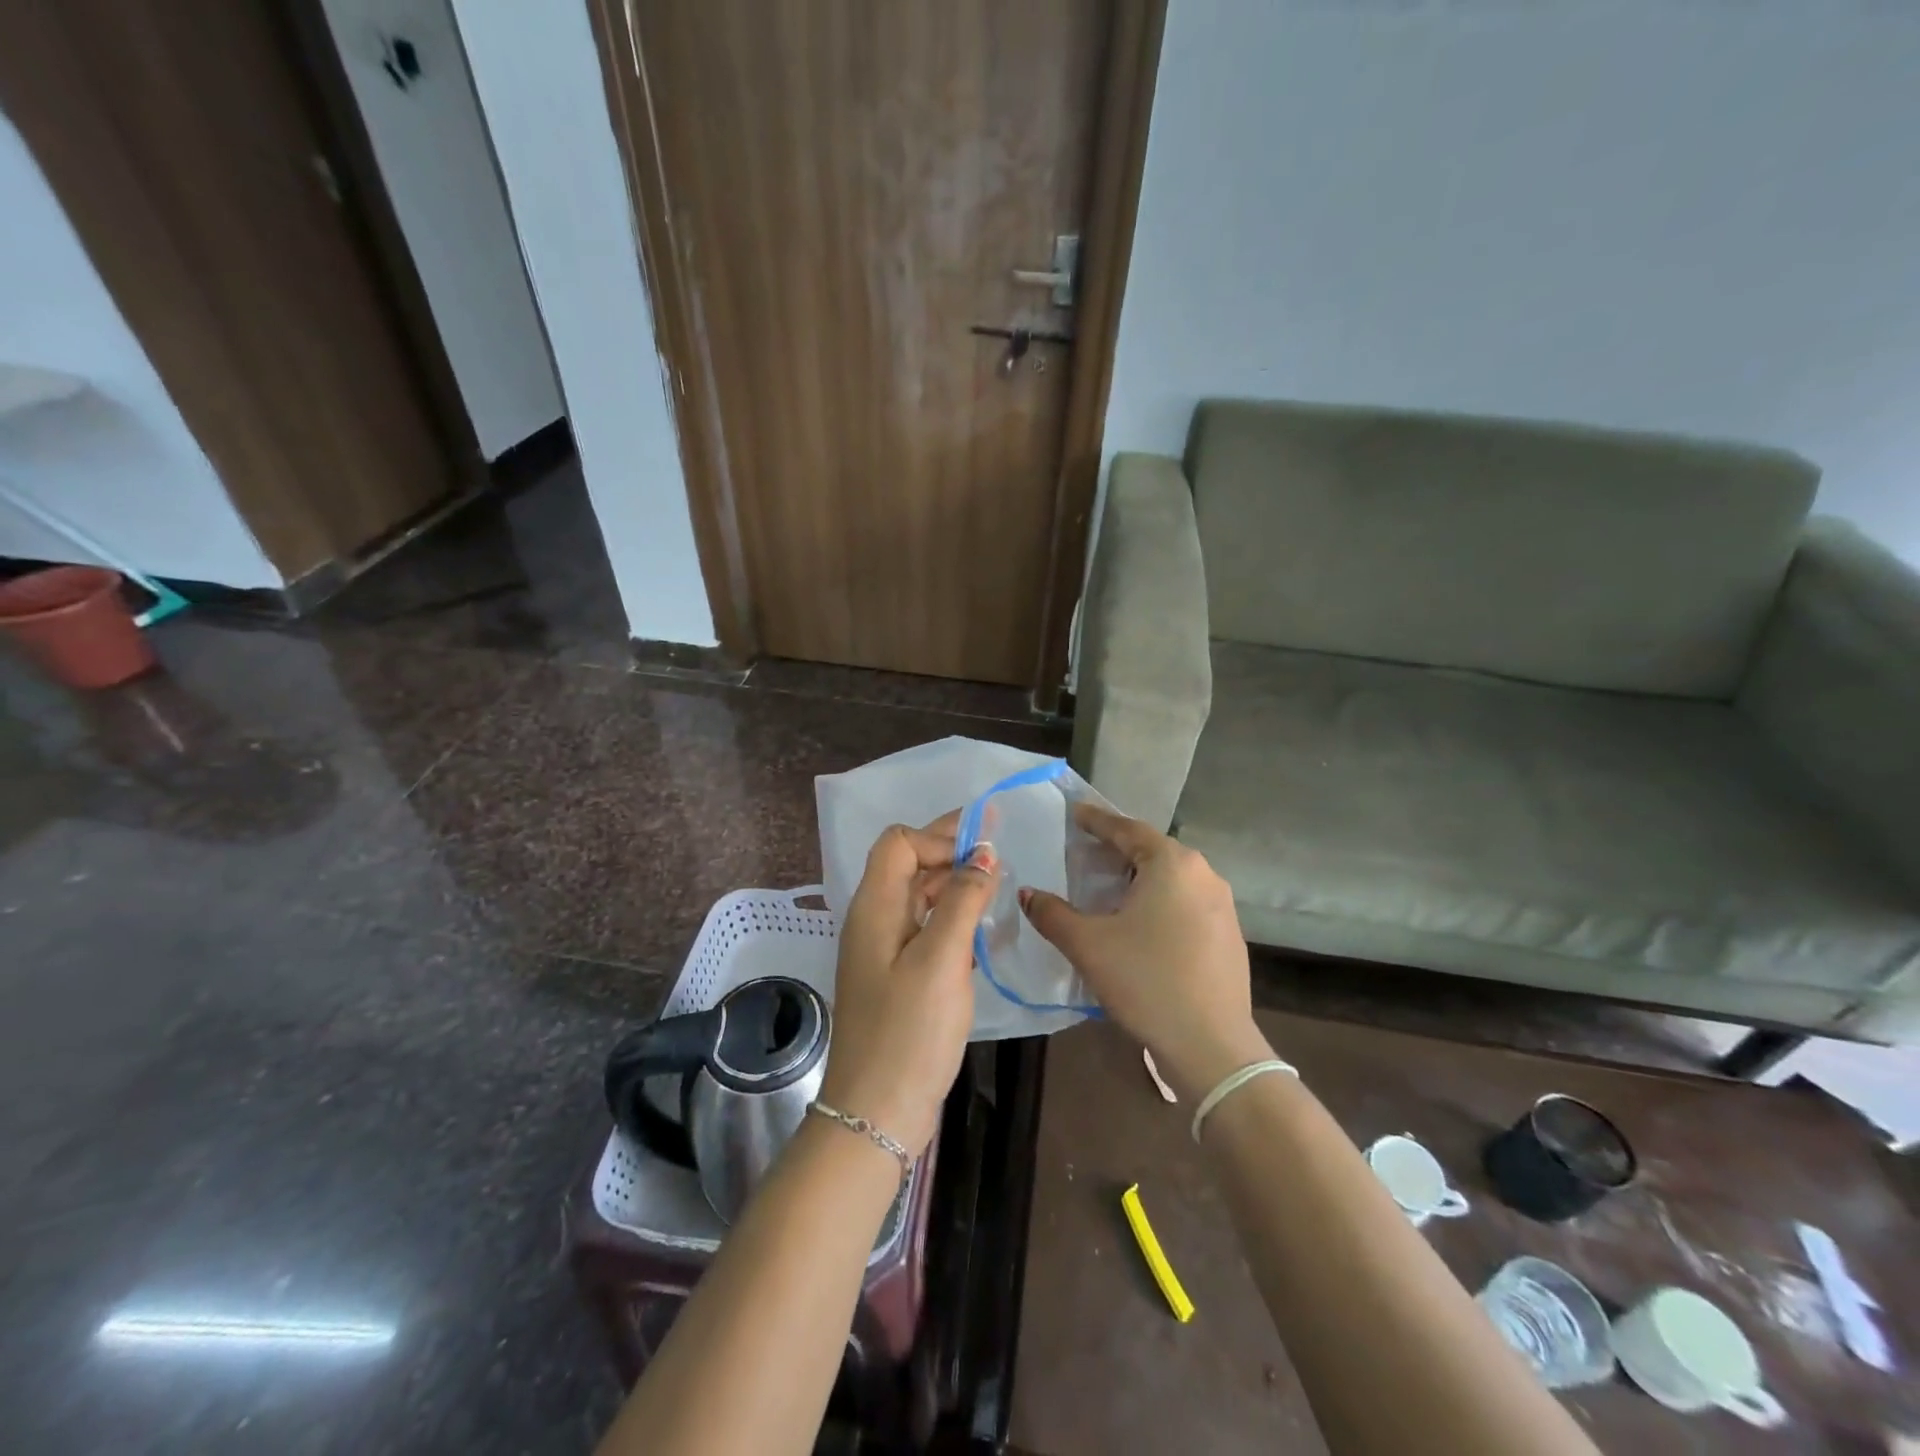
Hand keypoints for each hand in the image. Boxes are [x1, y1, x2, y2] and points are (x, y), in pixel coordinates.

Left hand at [819, 813, 998, 1154]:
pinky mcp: (896, 976)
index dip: (938, 838)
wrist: (877, 1113)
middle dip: (950, 853)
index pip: (899, 843)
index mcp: (875, 908)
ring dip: (953, 885)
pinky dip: (950, 917)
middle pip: (907, 865)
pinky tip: (979, 930)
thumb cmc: (909, 1033)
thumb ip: (963, 901)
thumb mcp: (942, 960)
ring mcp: (882, 950)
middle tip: (999, 857)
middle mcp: (873, 920)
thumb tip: (984, 854)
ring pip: (918, 897)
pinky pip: (923, 927)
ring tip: (996, 889)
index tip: (983, 851)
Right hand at [1019, 804, 1267, 1101]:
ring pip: (1172, 879)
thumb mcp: (1088, 945)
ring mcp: (1223, 906)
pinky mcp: (1230, 935)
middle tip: (1085, 853)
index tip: (1075, 813)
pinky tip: (1142, 925)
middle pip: (1152, 851)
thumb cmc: (1146, 981)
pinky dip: (1160, 902)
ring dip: (1140, 878)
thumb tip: (1028, 894)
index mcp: (1172, 864)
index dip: (1097, 821)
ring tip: (1110, 889)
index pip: (1127, 830)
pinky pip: (1187, 903)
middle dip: (1118, 850)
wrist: (1211, 1045)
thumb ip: (1053, 914)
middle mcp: (1203, 874)